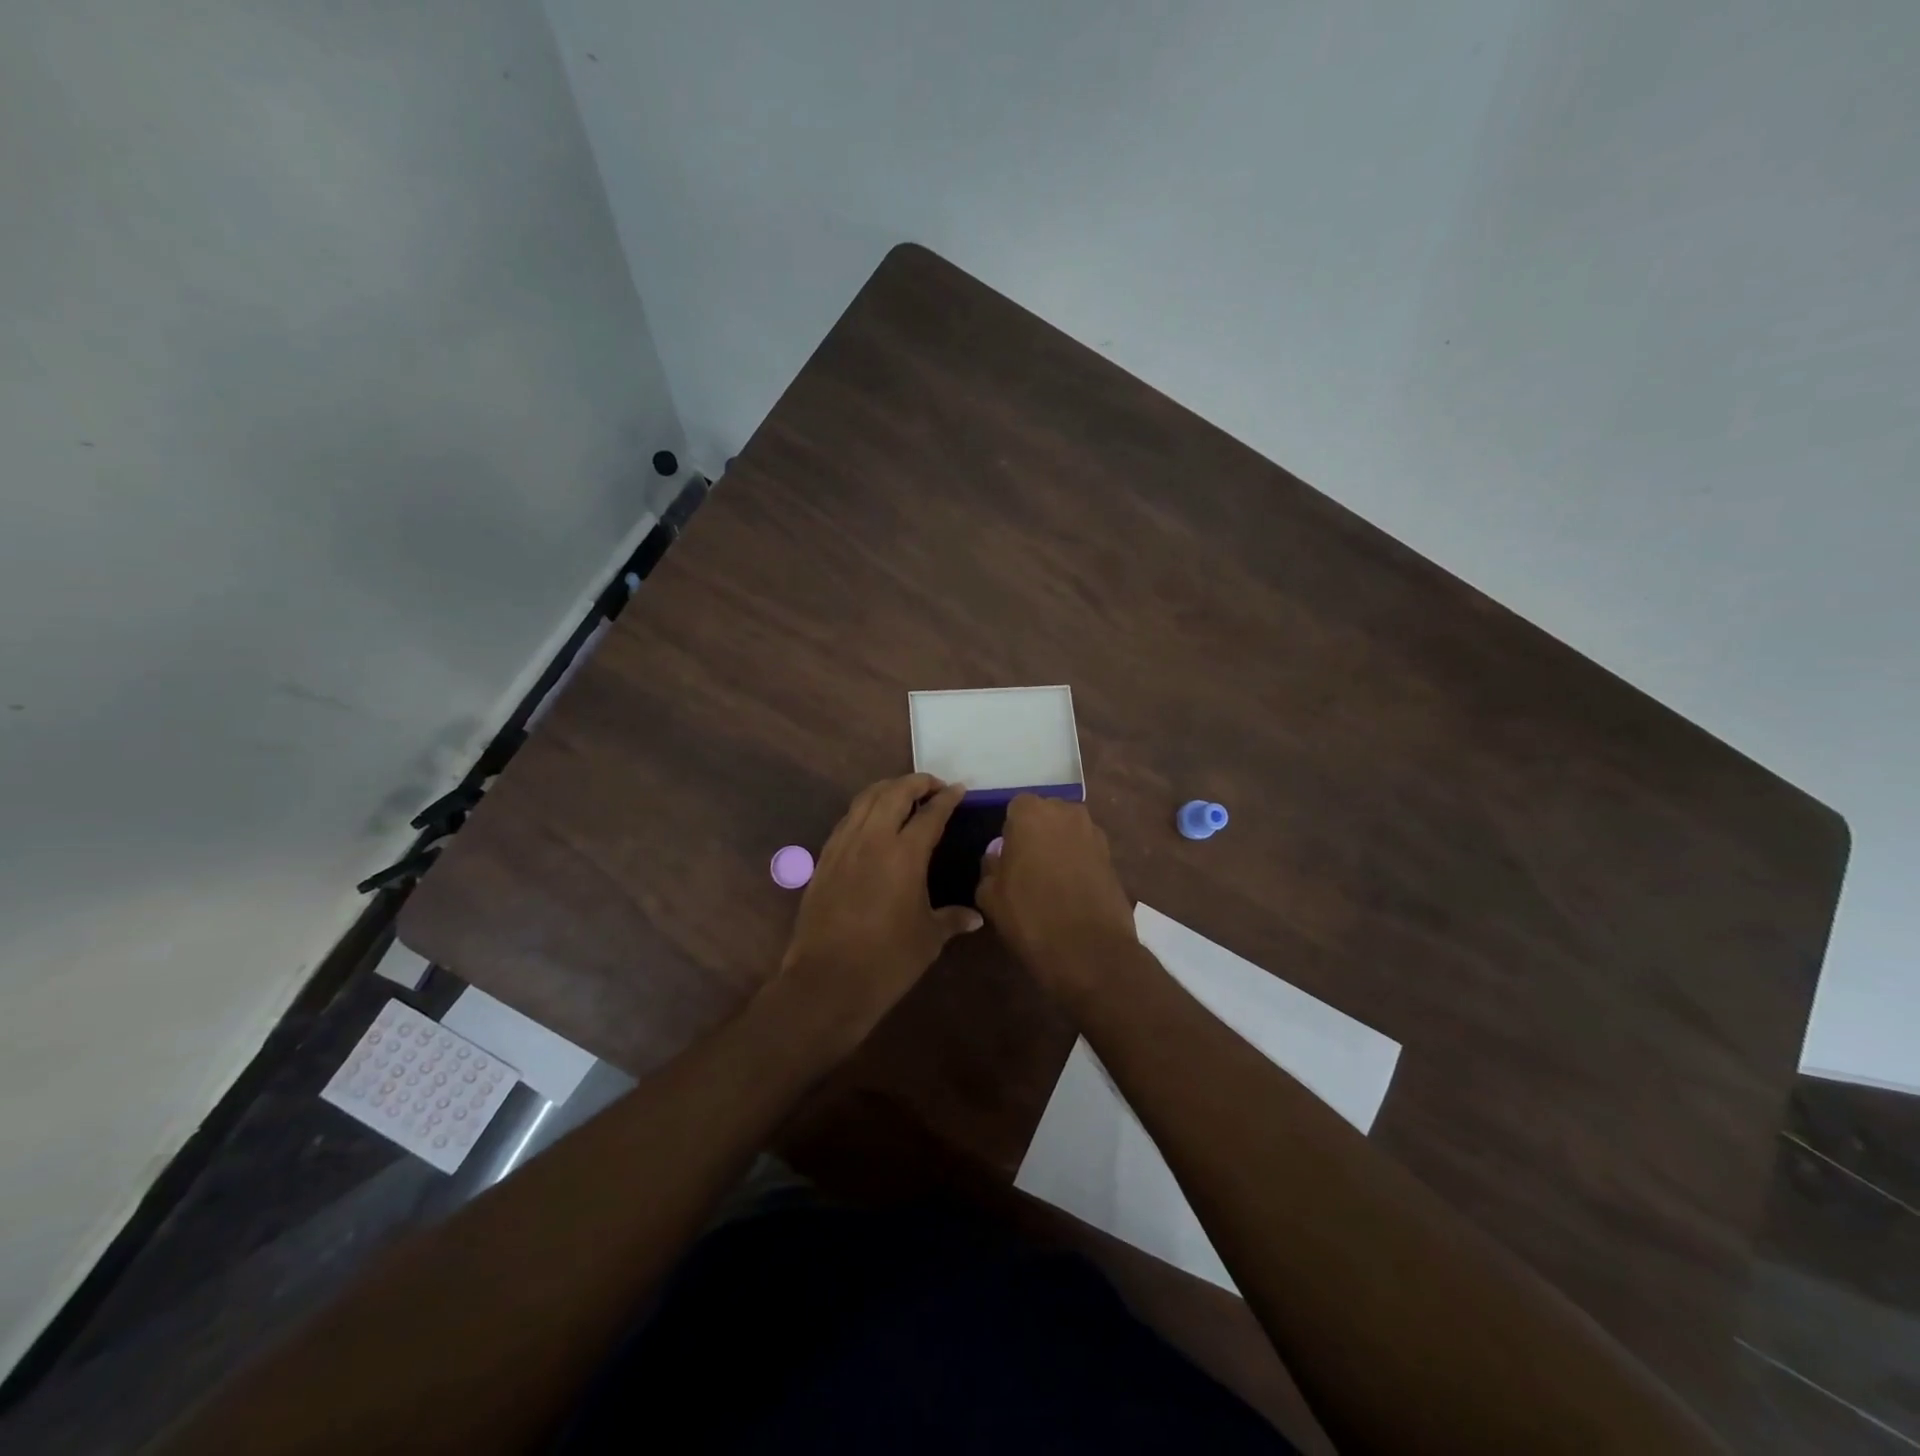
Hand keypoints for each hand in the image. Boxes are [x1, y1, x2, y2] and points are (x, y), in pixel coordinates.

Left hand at [774, 774, 982, 1049]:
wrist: (826, 981)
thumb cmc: (887, 961)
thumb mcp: (928, 938)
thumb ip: (952, 919)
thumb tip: (975, 917)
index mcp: (905, 854)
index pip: (931, 813)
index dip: (947, 798)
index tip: (959, 789)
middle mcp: (873, 839)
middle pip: (894, 792)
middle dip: (917, 782)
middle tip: (934, 787)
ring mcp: (844, 846)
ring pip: (865, 799)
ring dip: (888, 789)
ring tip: (904, 794)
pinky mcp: (825, 859)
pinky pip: (847, 819)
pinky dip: (865, 809)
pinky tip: (873, 821)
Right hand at [976, 794, 1136, 1002]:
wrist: (1090, 950)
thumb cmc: (1031, 916)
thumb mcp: (990, 895)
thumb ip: (990, 866)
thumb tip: (998, 856)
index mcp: (1031, 813)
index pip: (1015, 807)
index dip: (1010, 831)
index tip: (1007, 856)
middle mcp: (1066, 812)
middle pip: (1046, 815)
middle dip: (1036, 833)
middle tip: (1026, 866)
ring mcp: (1094, 833)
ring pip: (1068, 832)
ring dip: (1059, 847)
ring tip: (1050, 881)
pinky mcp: (1112, 857)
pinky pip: (1086, 851)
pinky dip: (1078, 863)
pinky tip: (1071, 891)